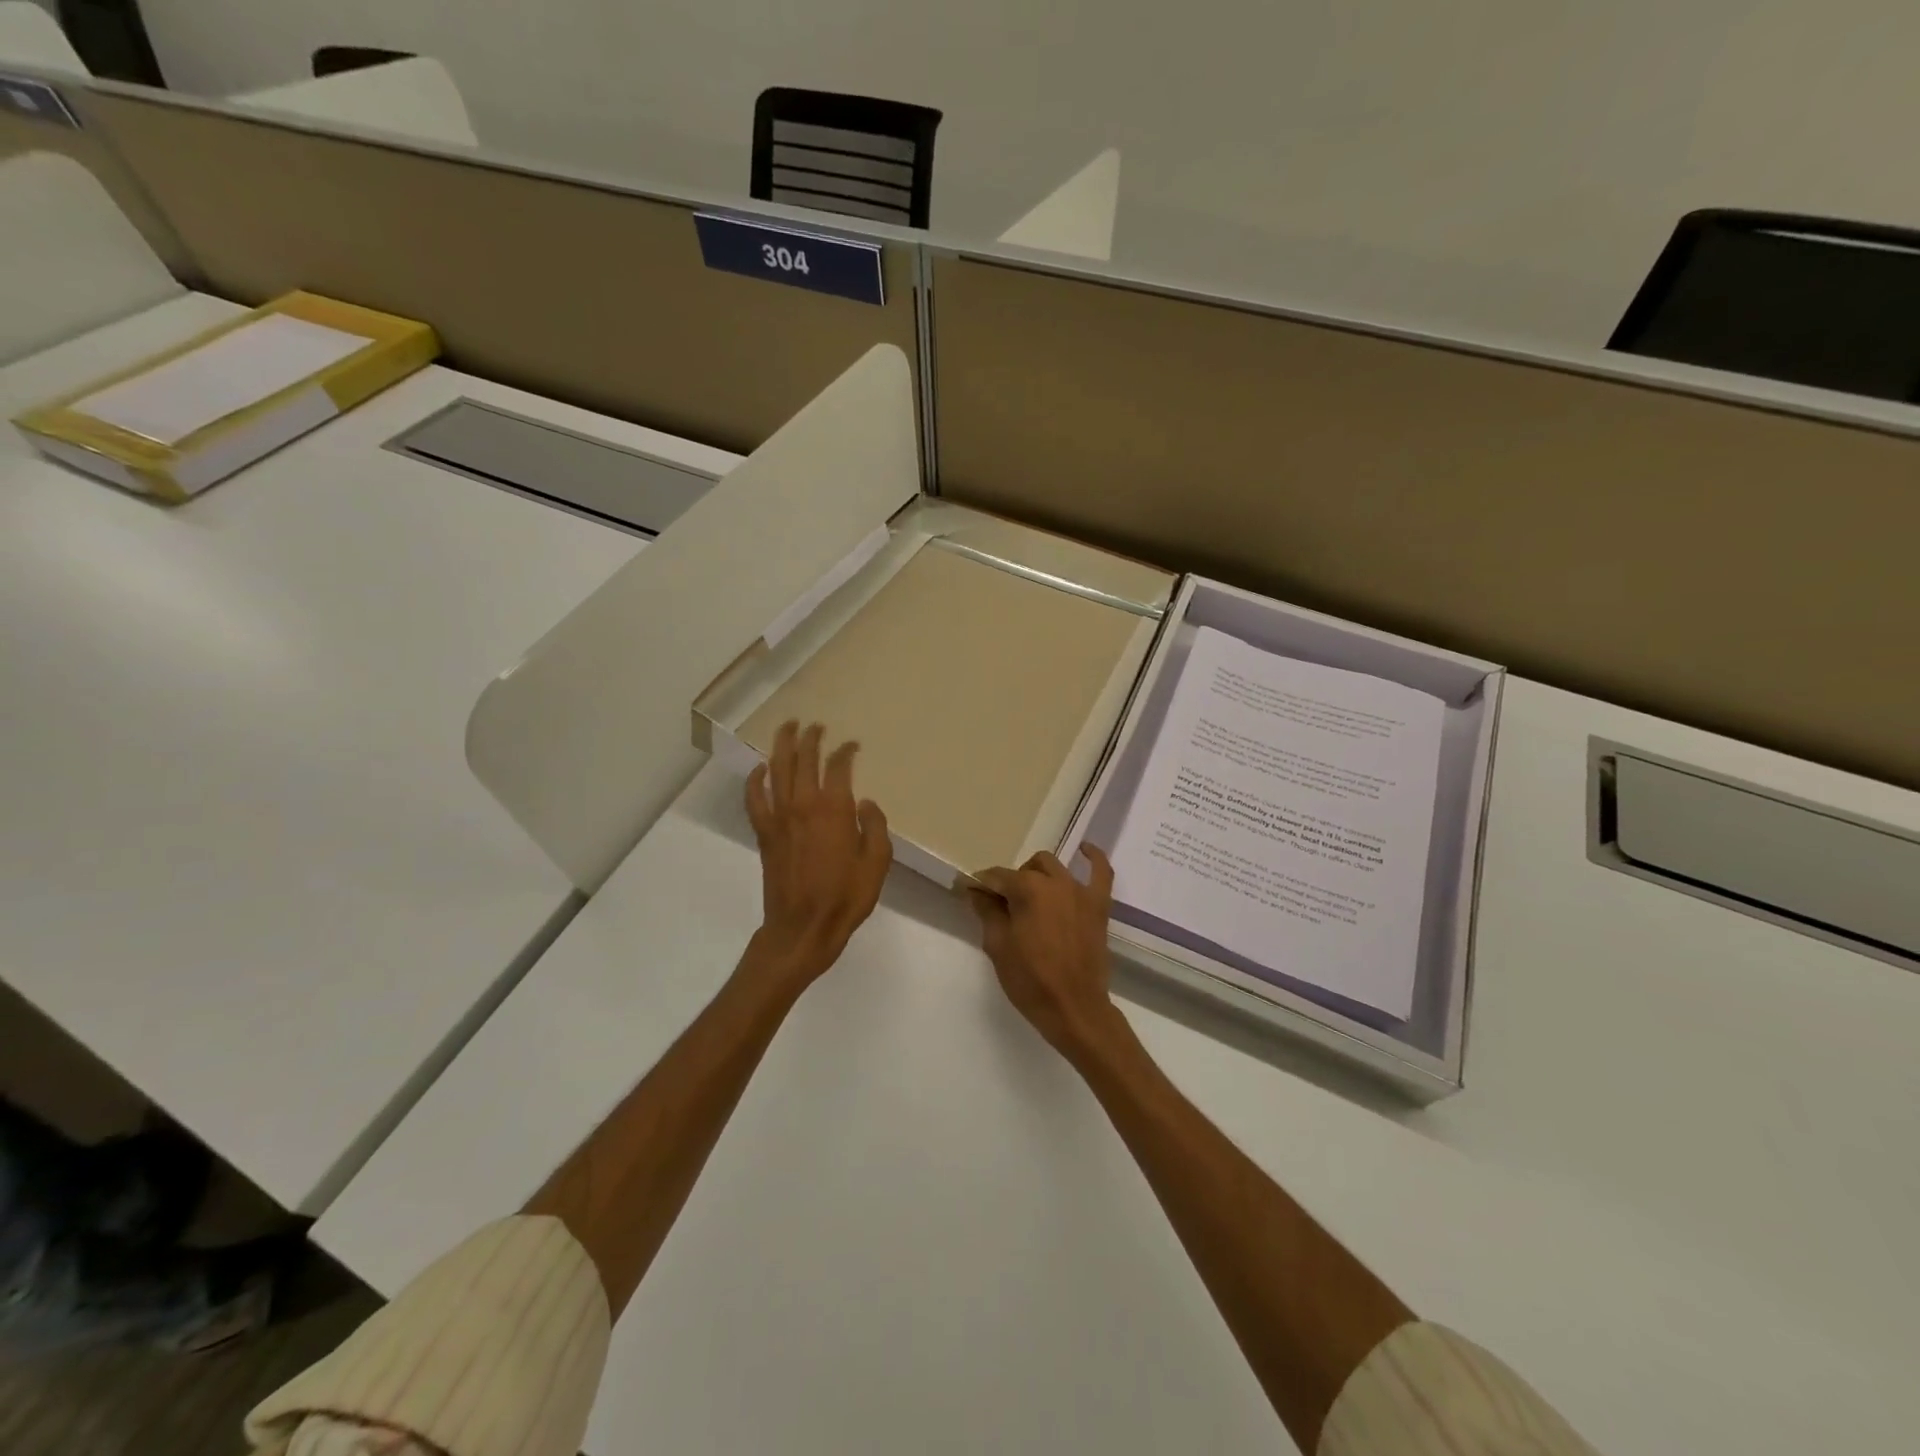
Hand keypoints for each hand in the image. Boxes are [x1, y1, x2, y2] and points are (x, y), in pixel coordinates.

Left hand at [744, 721, 891, 988]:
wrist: (802, 928)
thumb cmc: (845, 898)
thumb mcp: (877, 864)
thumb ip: (875, 827)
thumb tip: (864, 802)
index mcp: (834, 810)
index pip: (838, 767)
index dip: (846, 751)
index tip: (853, 746)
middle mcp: (803, 805)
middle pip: (804, 759)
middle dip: (811, 738)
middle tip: (816, 726)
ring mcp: (779, 817)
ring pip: (777, 769)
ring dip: (782, 745)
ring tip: (788, 728)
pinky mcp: (764, 832)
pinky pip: (754, 798)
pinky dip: (755, 780)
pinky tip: (760, 769)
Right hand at [970, 846, 1127, 1063]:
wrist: (1074, 1009)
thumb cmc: (1030, 980)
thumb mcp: (998, 947)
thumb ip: (988, 912)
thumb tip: (977, 890)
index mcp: (1028, 889)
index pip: (998, 877)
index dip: (982, 886)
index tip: (972, 893)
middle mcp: (1055, 881)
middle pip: (1025, 870)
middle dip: (1011, 882)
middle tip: (1003, 908)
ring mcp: (1080, 891)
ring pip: (1054, 867)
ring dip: (1038, 875)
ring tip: (1030, 896)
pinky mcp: (1099, 905)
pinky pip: (1101, 872)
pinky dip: (1093, 858)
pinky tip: (1085, 849)